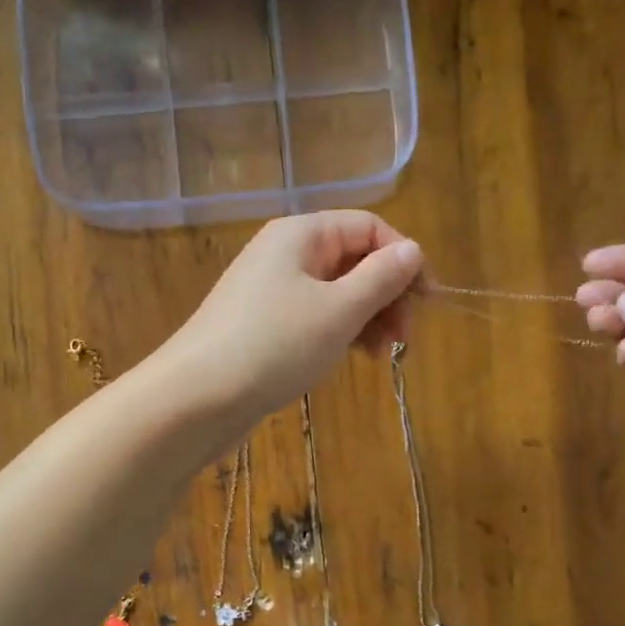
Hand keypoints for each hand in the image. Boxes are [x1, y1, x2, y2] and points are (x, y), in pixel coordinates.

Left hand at [154, 210, 423, 424]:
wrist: (196, 398)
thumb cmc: (274, 346)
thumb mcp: (339, 311)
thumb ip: (381, 277)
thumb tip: (413, 250)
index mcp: (302, 234)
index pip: (370, 227)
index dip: (405, 259)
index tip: (428, 303)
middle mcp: (285, 253)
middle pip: (354, 259)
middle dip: (387, 295)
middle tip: (404, 338)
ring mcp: (272, 291)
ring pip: (337, 292)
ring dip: (367, 318)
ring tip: (381, 356)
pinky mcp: (264, 325)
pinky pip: (315, 317)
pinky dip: (340, 333)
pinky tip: (352, 358)